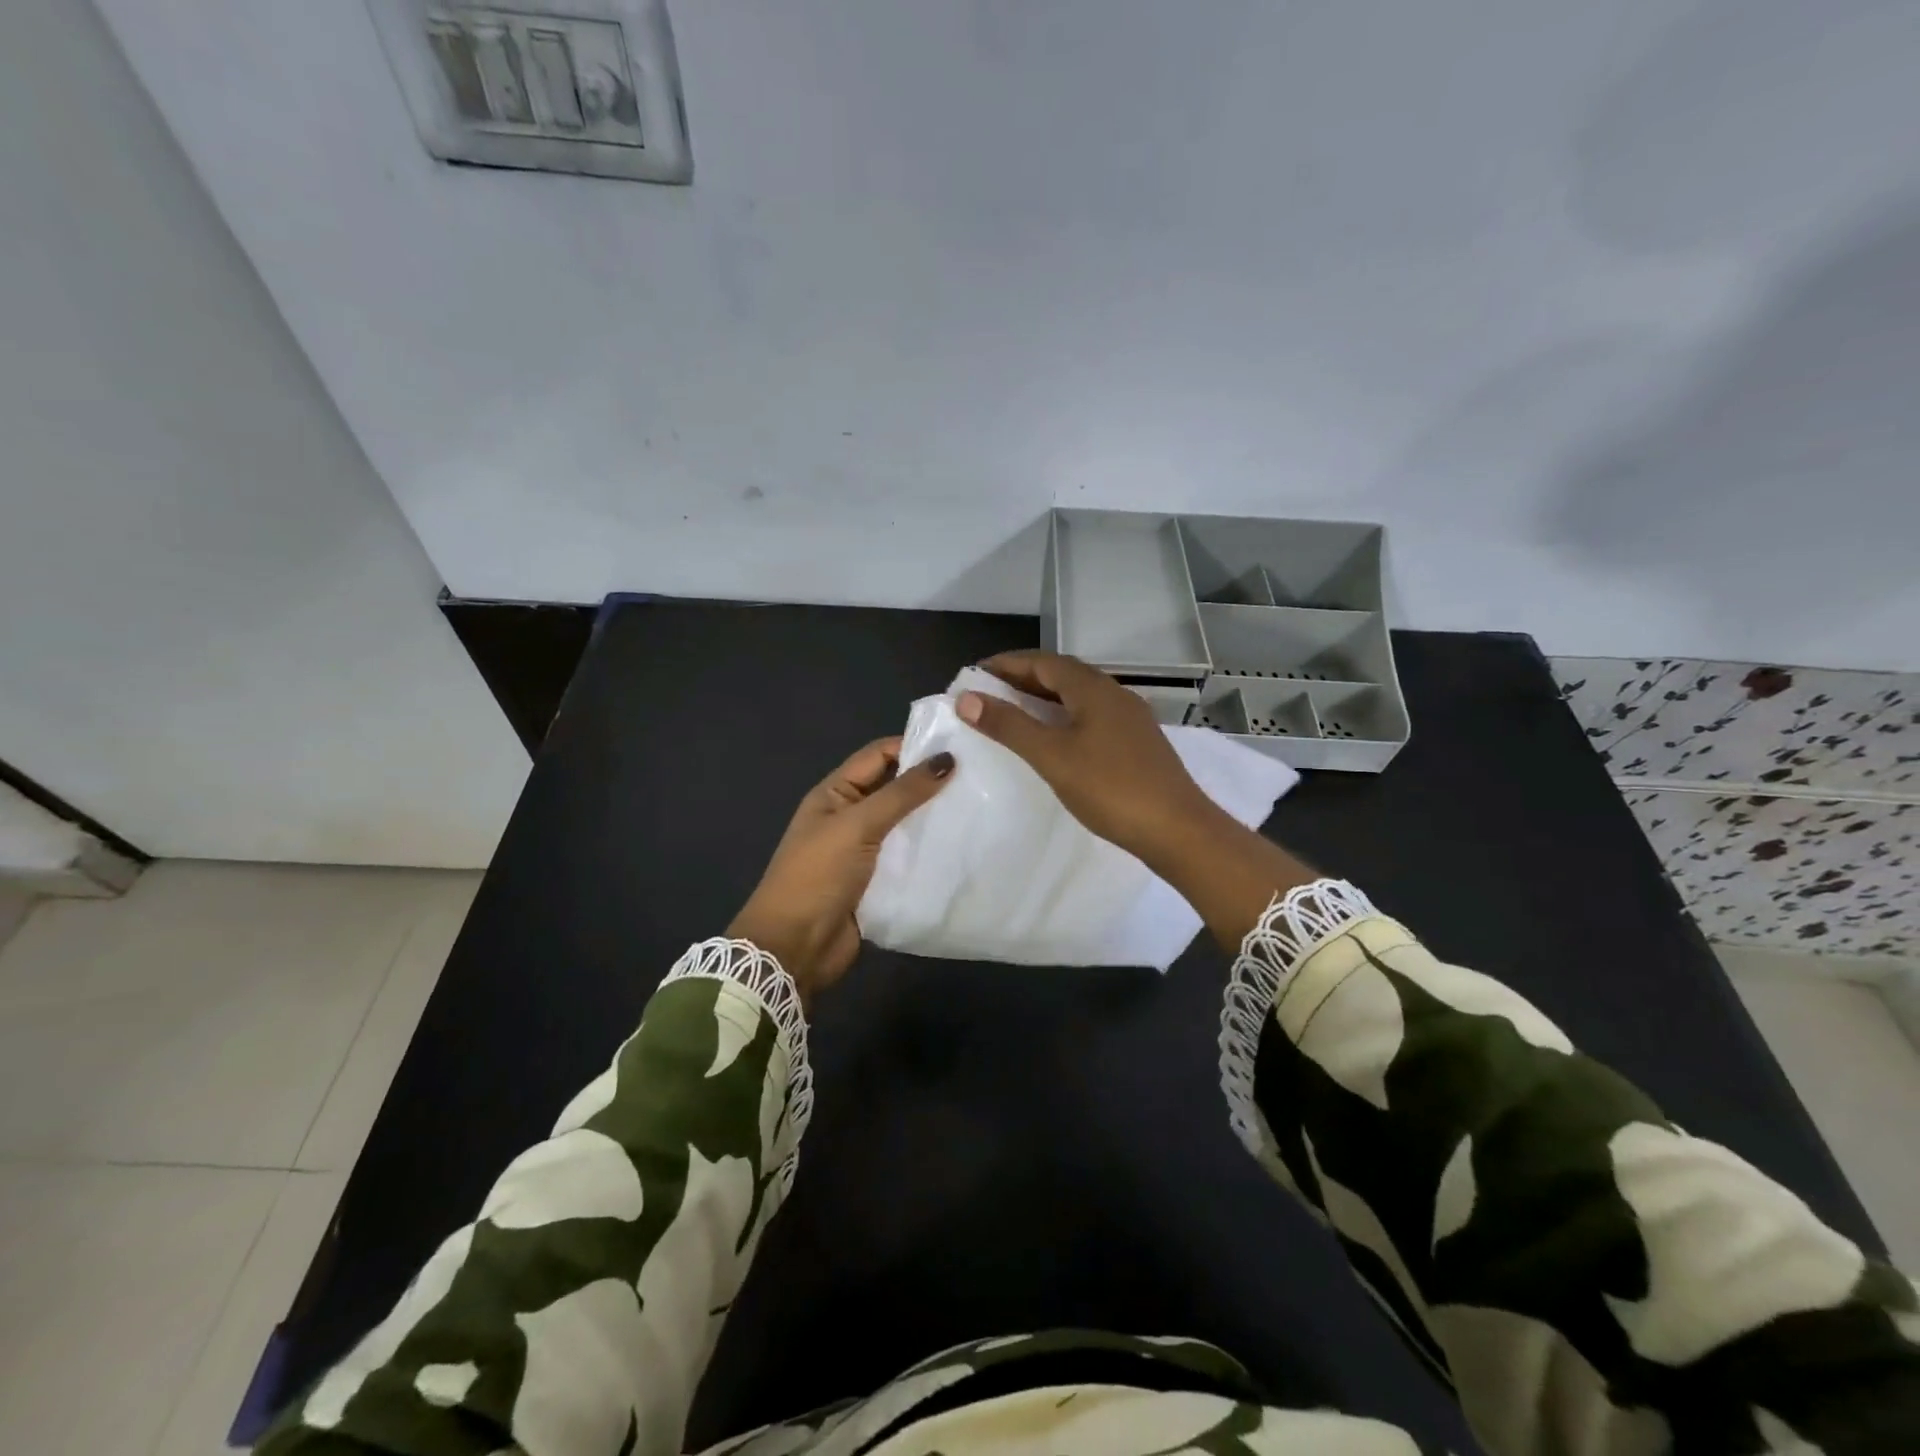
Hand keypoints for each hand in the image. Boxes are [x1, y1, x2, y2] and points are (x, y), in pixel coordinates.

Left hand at [729, 738, 953, 1005]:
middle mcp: (850, 817)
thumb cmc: (818, 876)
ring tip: (980, 809)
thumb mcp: (857, 826)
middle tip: (979, 778)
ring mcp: (865, 851)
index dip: (913, 747)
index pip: (878, 756)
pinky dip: (932, 852)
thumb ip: (901, 793)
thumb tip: (947, 759)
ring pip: (906, 825)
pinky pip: (910, 858)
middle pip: (895, 789)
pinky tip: (965, 847)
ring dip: (935, 819)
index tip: (959, 748)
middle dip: (930, 783)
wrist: (795, 947)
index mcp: (835, 793)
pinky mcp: (879, 881)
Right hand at [958, 650, 1218, 862]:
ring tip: (1014, 713)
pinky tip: (1054, 739)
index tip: (975, 673)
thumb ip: (1009, 726)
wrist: (1178, 829)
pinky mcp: (1137, 743)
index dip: (1007, 664)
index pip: (1043, 662)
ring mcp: (1130, 719)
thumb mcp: (1052, 756)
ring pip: (1079, 697)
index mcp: (1093, 689)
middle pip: (1063, 675)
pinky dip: (1064, 717)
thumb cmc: (1110, 788)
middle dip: (1024, 678)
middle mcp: (1114, 694)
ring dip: (1044, 698)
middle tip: (988, 692)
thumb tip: (967, 699)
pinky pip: (1091, 716)